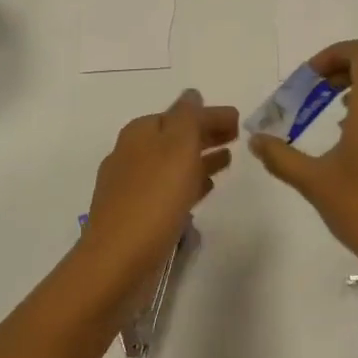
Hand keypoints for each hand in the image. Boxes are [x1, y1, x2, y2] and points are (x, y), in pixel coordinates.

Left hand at [79, 89, 238, 303]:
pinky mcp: (136, 214)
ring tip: (227, 161)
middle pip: (175, 137)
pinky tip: (204, 191)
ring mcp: (131, 186)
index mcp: (140, 133)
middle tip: (237, 137)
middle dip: (205, 134)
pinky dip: (188, 183)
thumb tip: (191, 94)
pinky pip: (168, 189)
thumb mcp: (177, 147)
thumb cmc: (153, 199)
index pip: (181, 114)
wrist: (117, 262)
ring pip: (173, 163)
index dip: (210, 115)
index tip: (239, 121)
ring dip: (200, 158)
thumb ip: (188, 117)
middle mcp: (131, 154)